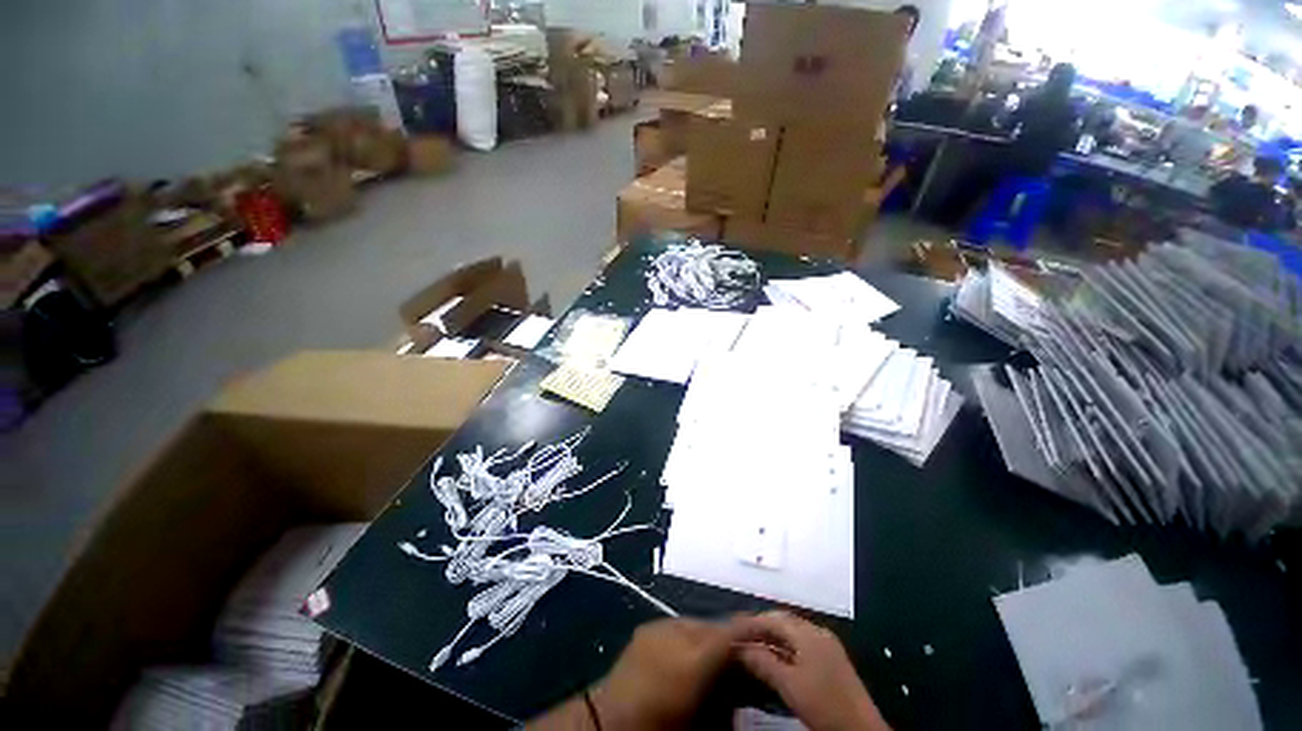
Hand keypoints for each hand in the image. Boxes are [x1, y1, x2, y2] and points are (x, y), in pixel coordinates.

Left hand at [590, 618, 742, 729]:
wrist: (607, 721)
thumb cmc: (659, 727)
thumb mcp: (702, 723)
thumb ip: (728, 696)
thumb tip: (746, 679)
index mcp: (692, 658)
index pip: (731, 633)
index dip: (754, 630)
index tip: (773, 631)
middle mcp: (678, 632)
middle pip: (716, 626)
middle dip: (732, 639)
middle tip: (745, 657)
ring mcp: (660, 625)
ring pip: (699, 624)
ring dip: (712, 638)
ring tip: (718, 658)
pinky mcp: (648, 627)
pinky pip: (680, 626)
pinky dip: (692, 637)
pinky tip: (692, 655)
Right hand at [734, 612, 888, 730]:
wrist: (861, 730)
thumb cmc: (823, 704)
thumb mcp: (789, 685)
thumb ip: (763, 662)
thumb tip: (739, 648)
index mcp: (808, 633)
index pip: (773, 618)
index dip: (751, 623)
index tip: (732, 631)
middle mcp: (817, 631)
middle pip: (783, 621)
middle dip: (761, 627)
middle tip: (740, 638)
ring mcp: (826, 644)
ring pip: (792, 632)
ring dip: (772, 637)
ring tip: (753, 647)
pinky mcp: (831, 658)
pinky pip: (801, 643)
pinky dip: (785, 647)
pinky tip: (775, 658)